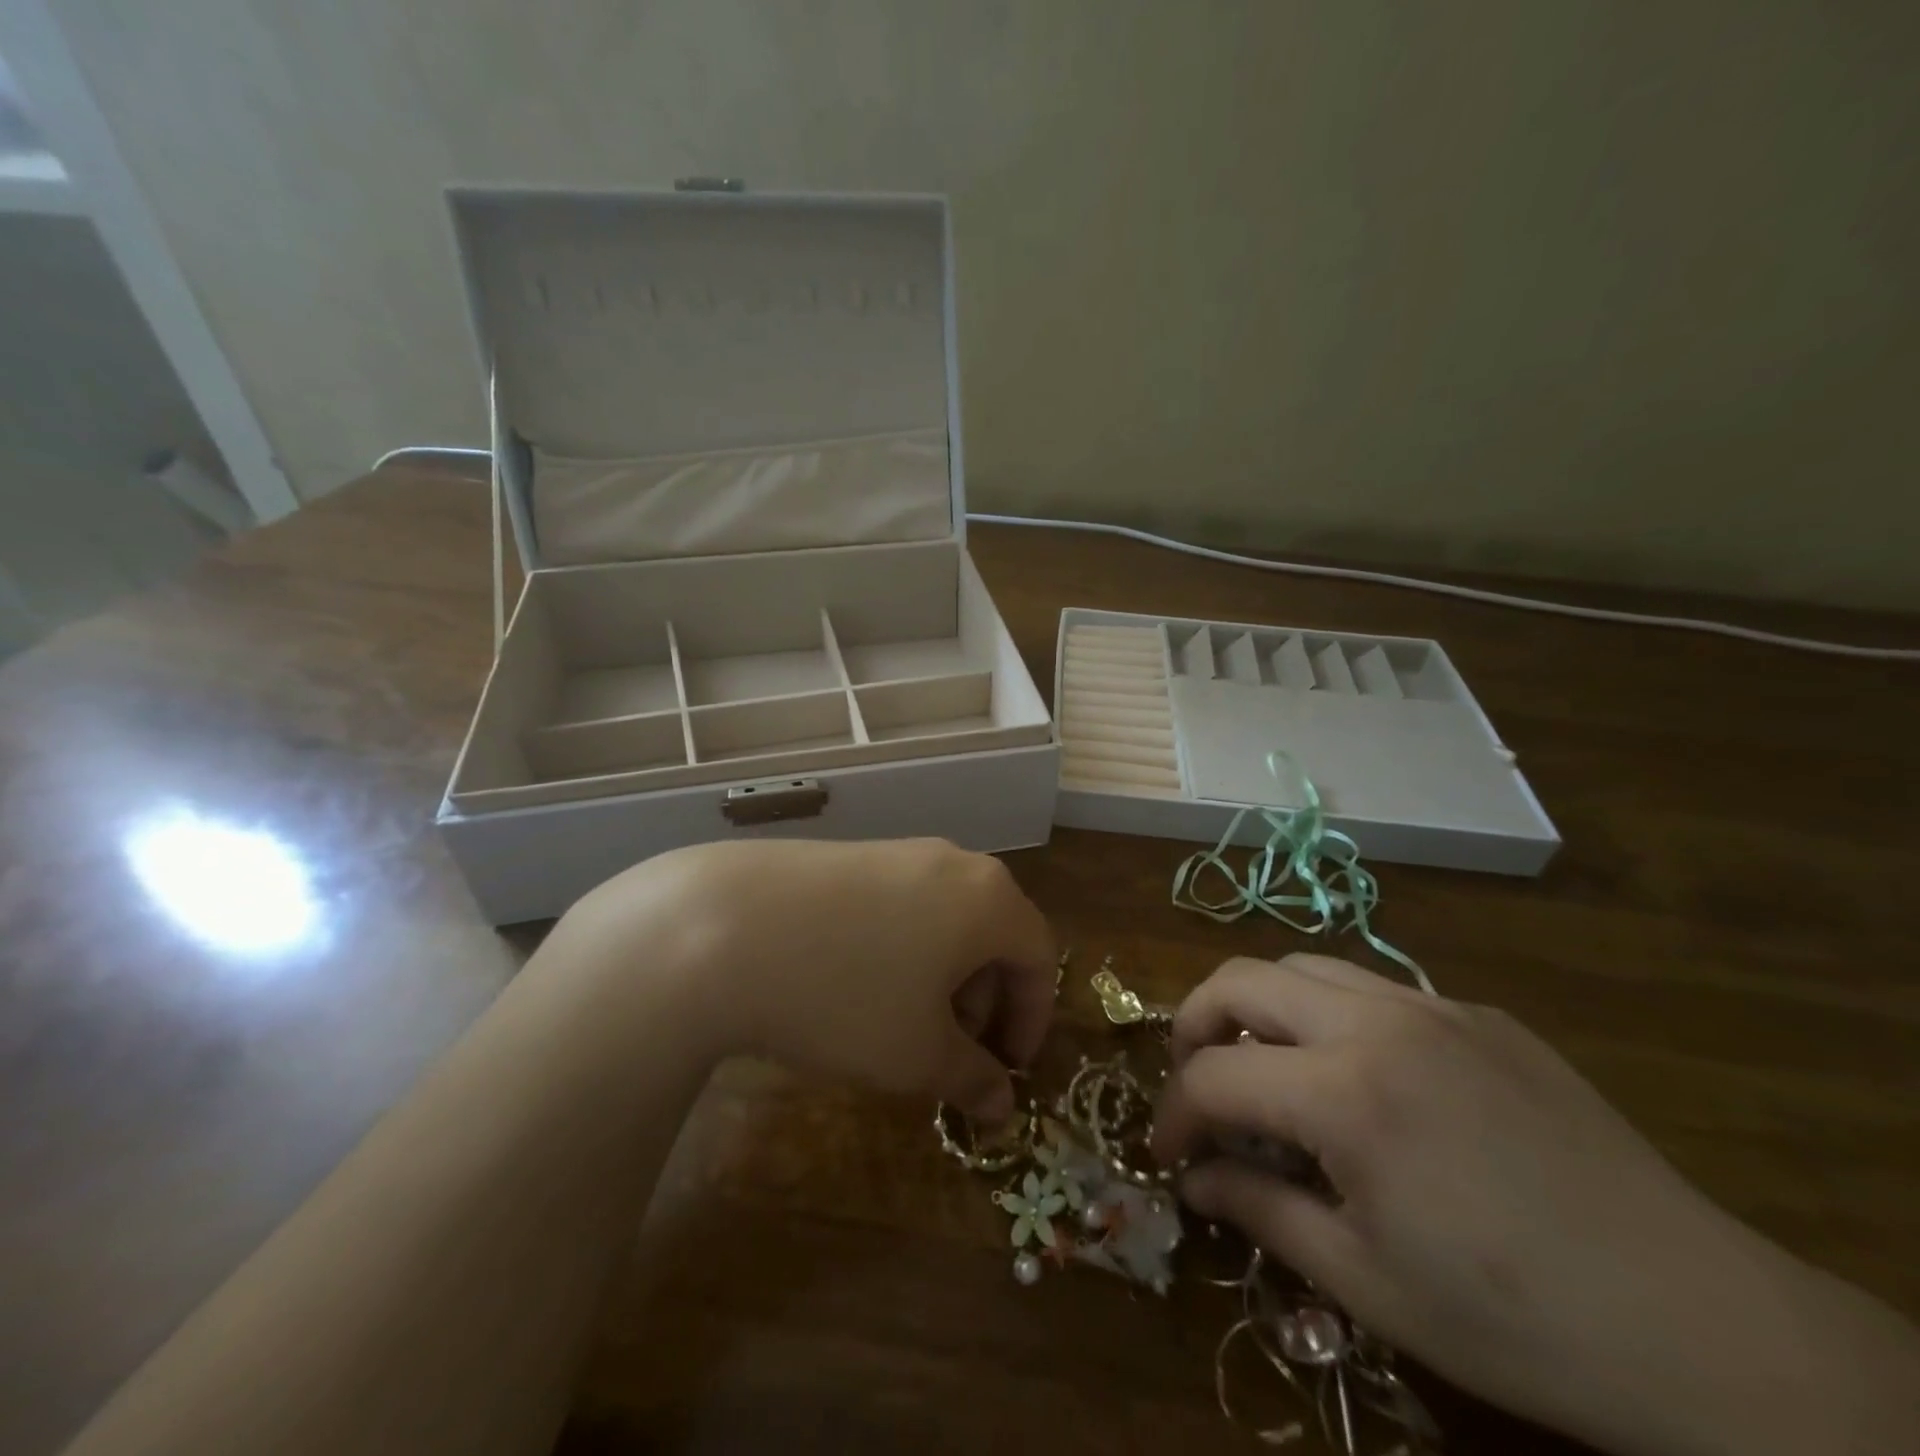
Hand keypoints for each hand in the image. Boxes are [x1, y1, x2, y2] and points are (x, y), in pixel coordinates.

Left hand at [562, 839, 1055, 1122]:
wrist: (726, 927)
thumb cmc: (847, 995)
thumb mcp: (917, 1054)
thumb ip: (973, 1078)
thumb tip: (1002, 1106)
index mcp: (989, 899)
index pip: (1039, 956)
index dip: (1033, 1019)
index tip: (1008, 1069)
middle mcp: (953, 862)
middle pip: (994, 932)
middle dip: (986, 1000)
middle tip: (954, 1052)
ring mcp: (899, 852)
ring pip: (948, 918)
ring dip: (944, 976)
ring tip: (903, 1023)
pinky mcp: (852, 855)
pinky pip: (904, 904)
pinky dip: (905, 949)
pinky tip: (858, 984)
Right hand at [1151, 955, 1919, 1455]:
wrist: (1703, 1324)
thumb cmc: (1514, 1320)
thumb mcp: (1365, 1282)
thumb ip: (1258, 1213)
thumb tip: (1191, 1181)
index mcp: (1346, 1093)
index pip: (1213, 1076)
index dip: (1174, 1114)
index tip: (1169, 1153)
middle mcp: (1378, 1021)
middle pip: (1241, 979)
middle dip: (1194, 1024)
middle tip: (1197, 1084)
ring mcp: (1433, 1006)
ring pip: (1303, 966)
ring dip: (1261, 1008)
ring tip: (1267, 1068)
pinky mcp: (1478, 1014)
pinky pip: (1373, 988)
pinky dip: (1331, 1016)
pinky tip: (1362, 1080)